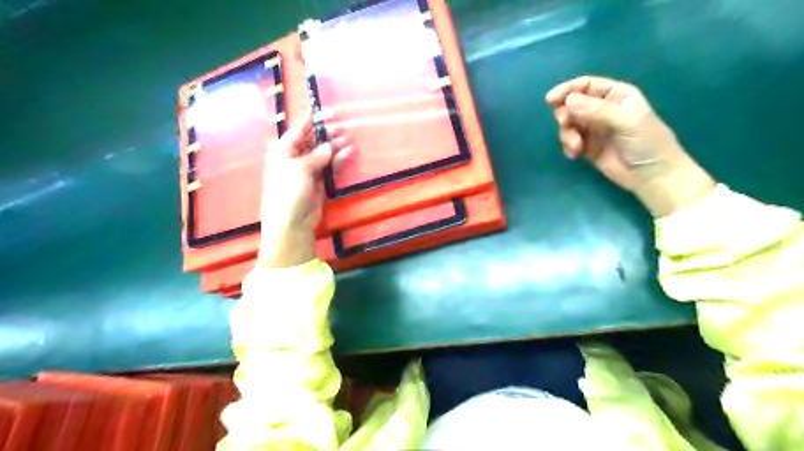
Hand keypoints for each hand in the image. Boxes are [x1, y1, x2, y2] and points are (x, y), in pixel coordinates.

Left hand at [258, 113, 350, 266]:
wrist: (292, 223)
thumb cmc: (288, 192)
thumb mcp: (300, 169)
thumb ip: (317, 155)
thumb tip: (330, 146)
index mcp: (283, 151)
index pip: (298, 129)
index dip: (313, 119)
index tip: (328, 110)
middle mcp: (295, 158)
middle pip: (313, 141)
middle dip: (327, 133)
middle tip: (344, 125)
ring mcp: (308, 171)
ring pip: (324, 154)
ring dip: (336, 146)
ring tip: (349, 137)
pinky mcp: (320, 183)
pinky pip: (331, 167)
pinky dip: (339, 160)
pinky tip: (348, 152)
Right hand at [542, 75, 711, 218]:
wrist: (652, 176)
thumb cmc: (646, 143)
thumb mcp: (625, 121)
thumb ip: (596, 110)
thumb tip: (567, 101)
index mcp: (616, 95)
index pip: (587, 86)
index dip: (568, 90)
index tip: (551, 100)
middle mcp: (602, 109)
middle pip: (573, 104)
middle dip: (565, 114)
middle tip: (565, 124)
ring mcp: (594, 129)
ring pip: (569, 124)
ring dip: (567, 133)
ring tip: (576, 146)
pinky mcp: (587, 147)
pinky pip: (570, 141)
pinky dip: (568, 146)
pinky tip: (575, 155)